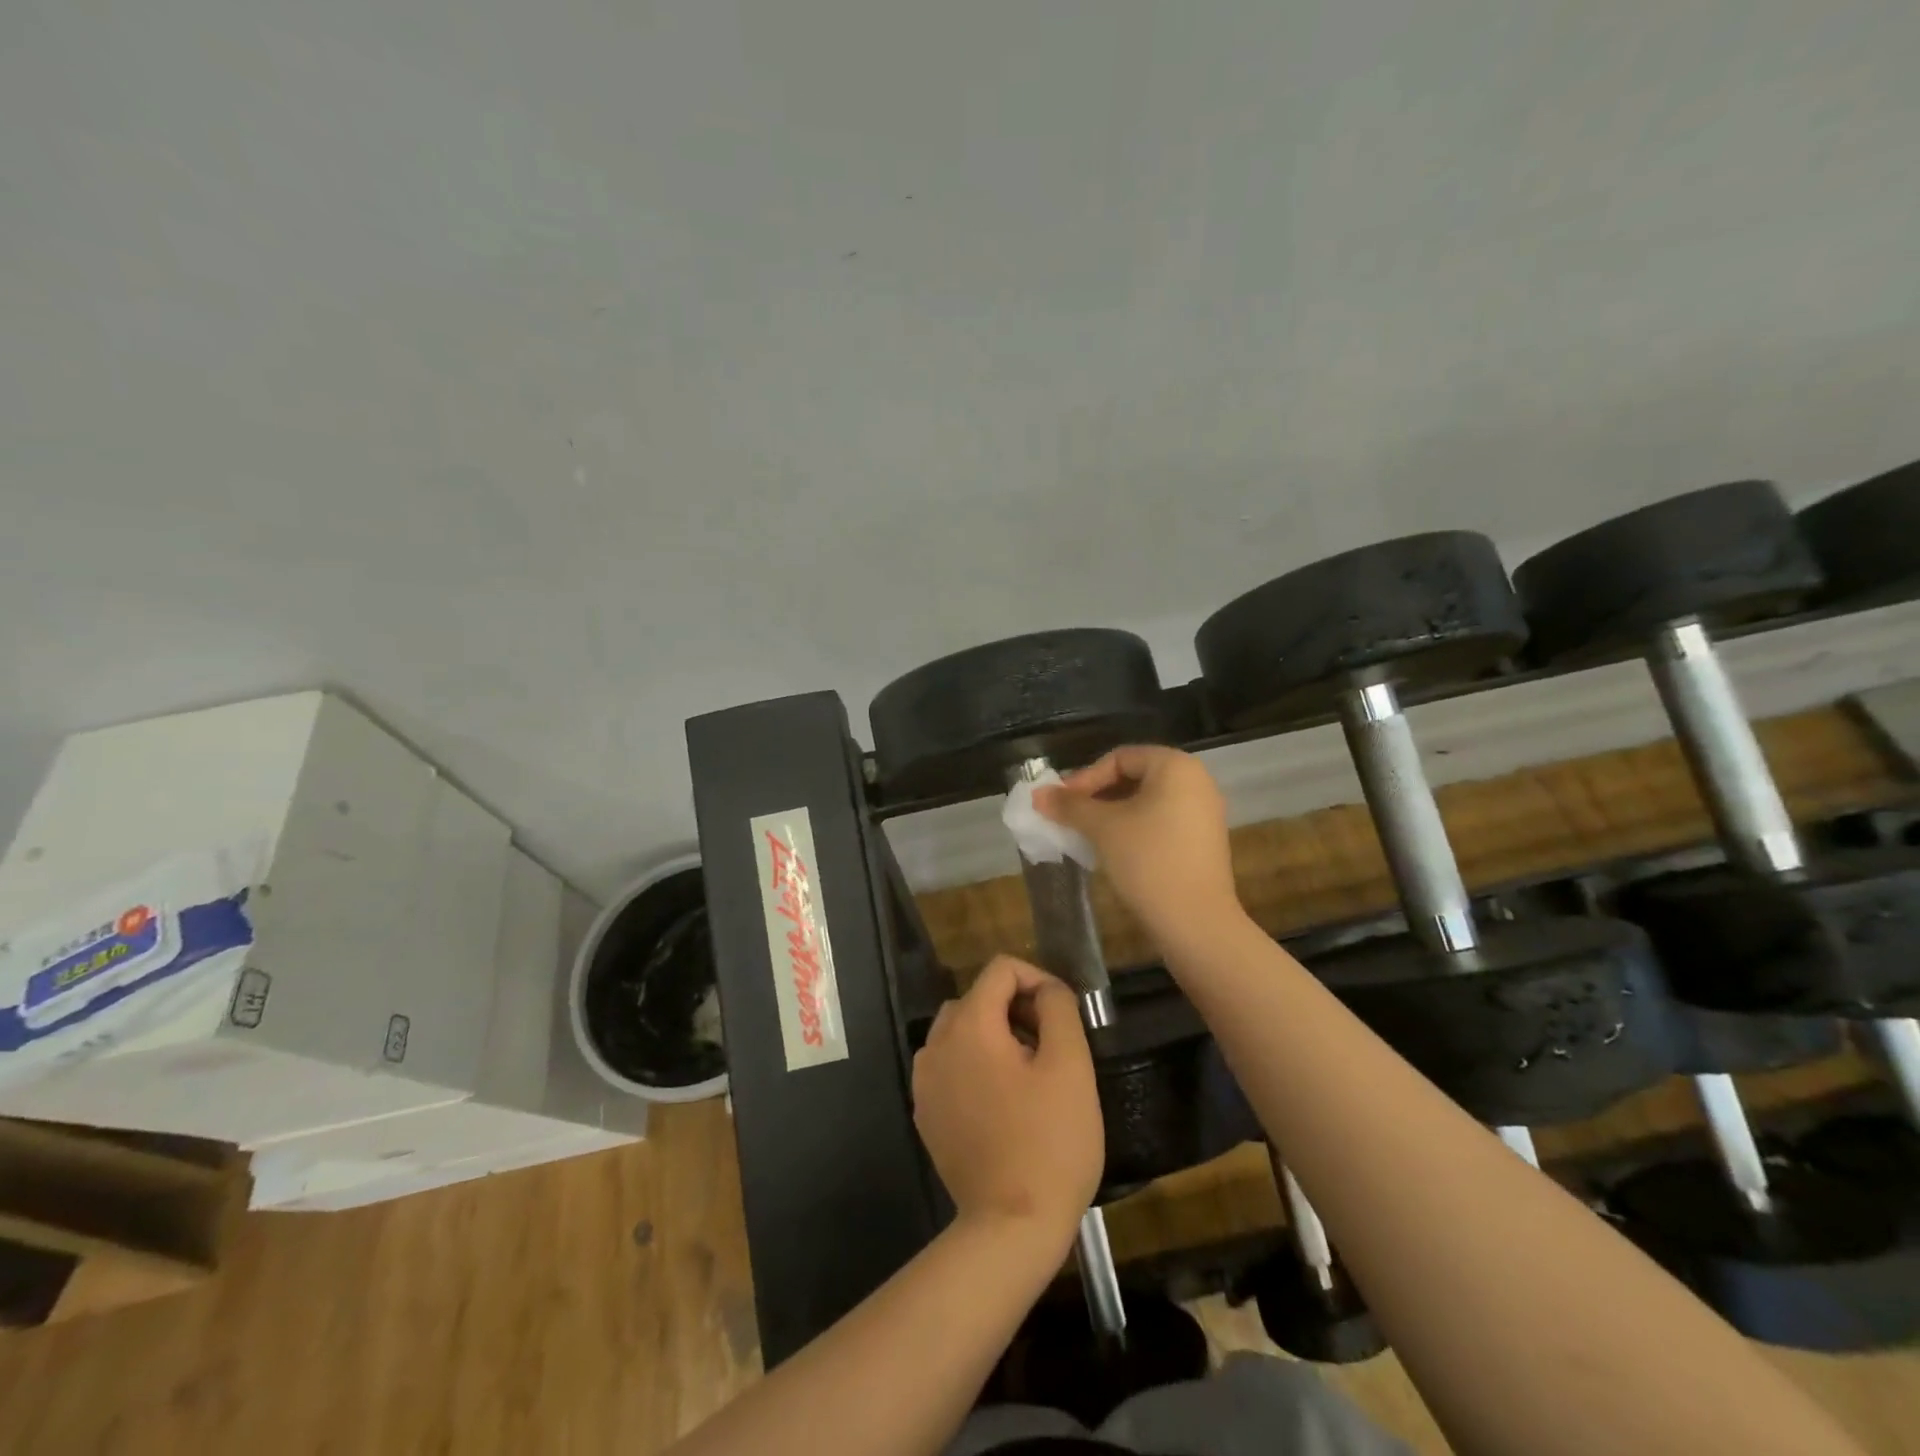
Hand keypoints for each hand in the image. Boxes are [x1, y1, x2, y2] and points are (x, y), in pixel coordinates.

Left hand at [912, 956, 1102, 1241]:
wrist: (1010, 1228)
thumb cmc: (1049, 1142)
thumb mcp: (1071, 1066)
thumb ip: (1058, 1009)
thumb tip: (1046, 989)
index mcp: (968, 1025)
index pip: (1001, 969)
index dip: (1037, 979)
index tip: (1062, 1014)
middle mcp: (935, 1044)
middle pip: (978, 998)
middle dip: (1015, 1009)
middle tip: (1050, 1047)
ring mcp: (925, 1081)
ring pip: (962, 1031)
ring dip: (995, 1036)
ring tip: (1029, 1075)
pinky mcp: (925, 1113)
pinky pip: (951, 1066)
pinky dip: (975, 1066)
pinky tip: (1003, 1103)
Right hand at [1037, 745, 1243, 952]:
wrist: (1195, 922)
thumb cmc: (1148, 860)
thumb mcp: (1102, 828)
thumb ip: (1069, 806)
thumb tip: (1037, 794)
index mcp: (1176, 767)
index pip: (1120, 758)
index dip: (1085, 777)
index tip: (1061, 803)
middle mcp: (1196, 782)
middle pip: (1134, 777)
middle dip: (1096, 796)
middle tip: (1068, 817)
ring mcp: (1203, 813)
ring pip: (1145, 802)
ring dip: (1111, 814)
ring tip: (1084, 834)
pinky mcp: (1202, 842)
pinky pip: (1160, 822)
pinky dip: (1132, 829)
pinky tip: (1111, 850)